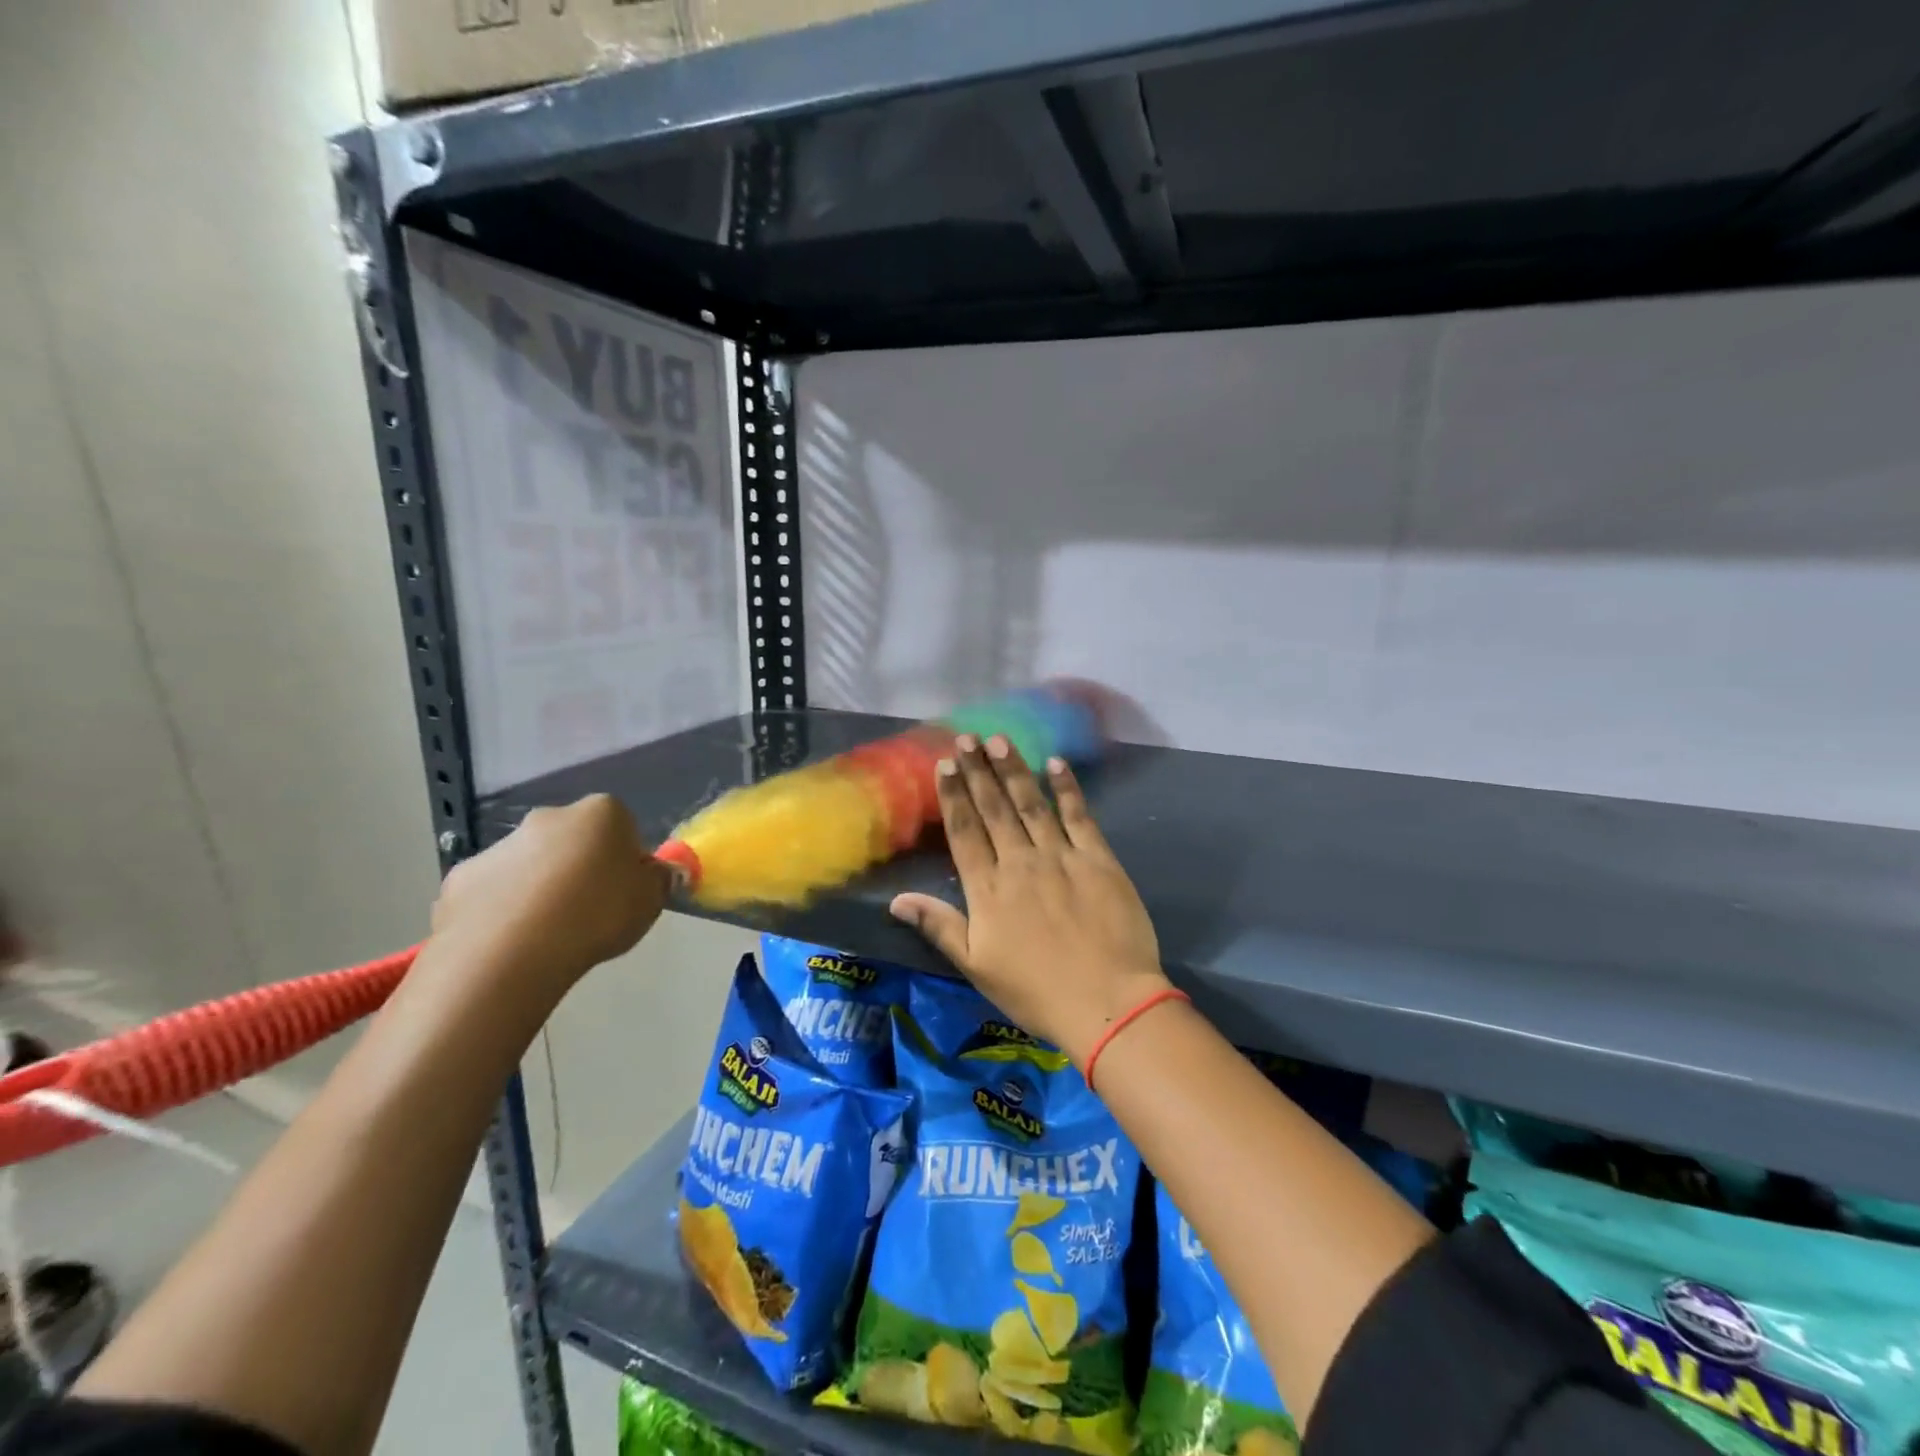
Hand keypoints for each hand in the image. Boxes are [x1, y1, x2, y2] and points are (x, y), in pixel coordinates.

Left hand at [431, 795, 669, 984]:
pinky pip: (493, 891)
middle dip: (580, 867)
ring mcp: (500, 846)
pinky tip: (513, 941)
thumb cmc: (597, 915)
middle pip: (573, 840)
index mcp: (601, 813)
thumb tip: (659, 872)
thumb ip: (658, 880)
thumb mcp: (651, 901)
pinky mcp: (461, 878)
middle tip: (590, 911)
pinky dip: (502, 909)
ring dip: (540, 887)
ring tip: (550, 934)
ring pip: (531, 864)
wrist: (511, 952)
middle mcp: (549, 817)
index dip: (626, 859)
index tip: (626, 891)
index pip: (622, 826)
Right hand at [890, 734, 1169, 1066]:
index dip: (953, 796)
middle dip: (978, 771)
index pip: (964, 832)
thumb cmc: (1036, 992)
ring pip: (1031, 804)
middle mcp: (1021, 862)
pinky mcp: (1098, 859)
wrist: (1107, 1002)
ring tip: (999, 740)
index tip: (943, 764)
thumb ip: (939, 926)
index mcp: (989, 889)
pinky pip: (1079, 816)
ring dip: (1014, 770)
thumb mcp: (977, 967)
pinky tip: (1056, 764)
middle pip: (994, 809)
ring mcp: (1061, 856)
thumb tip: (896, 900)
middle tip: (966, 738)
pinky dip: (1067, 789)